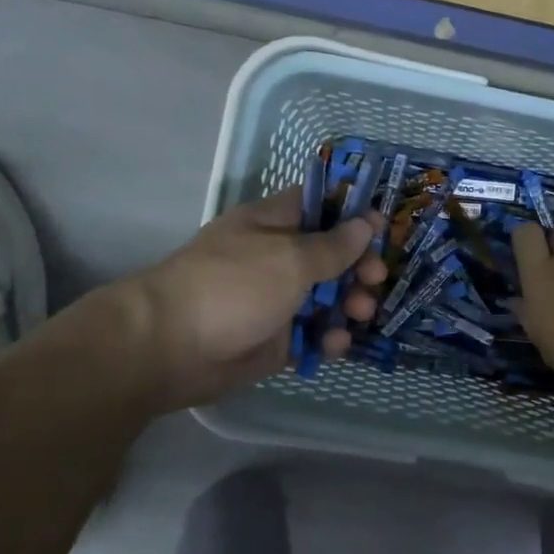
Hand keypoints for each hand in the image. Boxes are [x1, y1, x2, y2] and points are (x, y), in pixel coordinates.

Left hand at [103, 189, 388, 411]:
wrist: (170, 348)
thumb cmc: (233, 286)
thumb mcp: (290, 258)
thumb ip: (333, 246)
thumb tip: (366, 223)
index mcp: (272, 224)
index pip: (318, 205)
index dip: (352, 212)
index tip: (383, 226)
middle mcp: (275, 258)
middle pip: (329, 254)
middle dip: (359, 265)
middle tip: (377, 278)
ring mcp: (274, 300)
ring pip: (326, 297)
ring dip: (350, 303)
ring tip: (363, 313)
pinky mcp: (274, 340)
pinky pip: (311, 335)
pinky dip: (327, 338)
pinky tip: (336, 345)